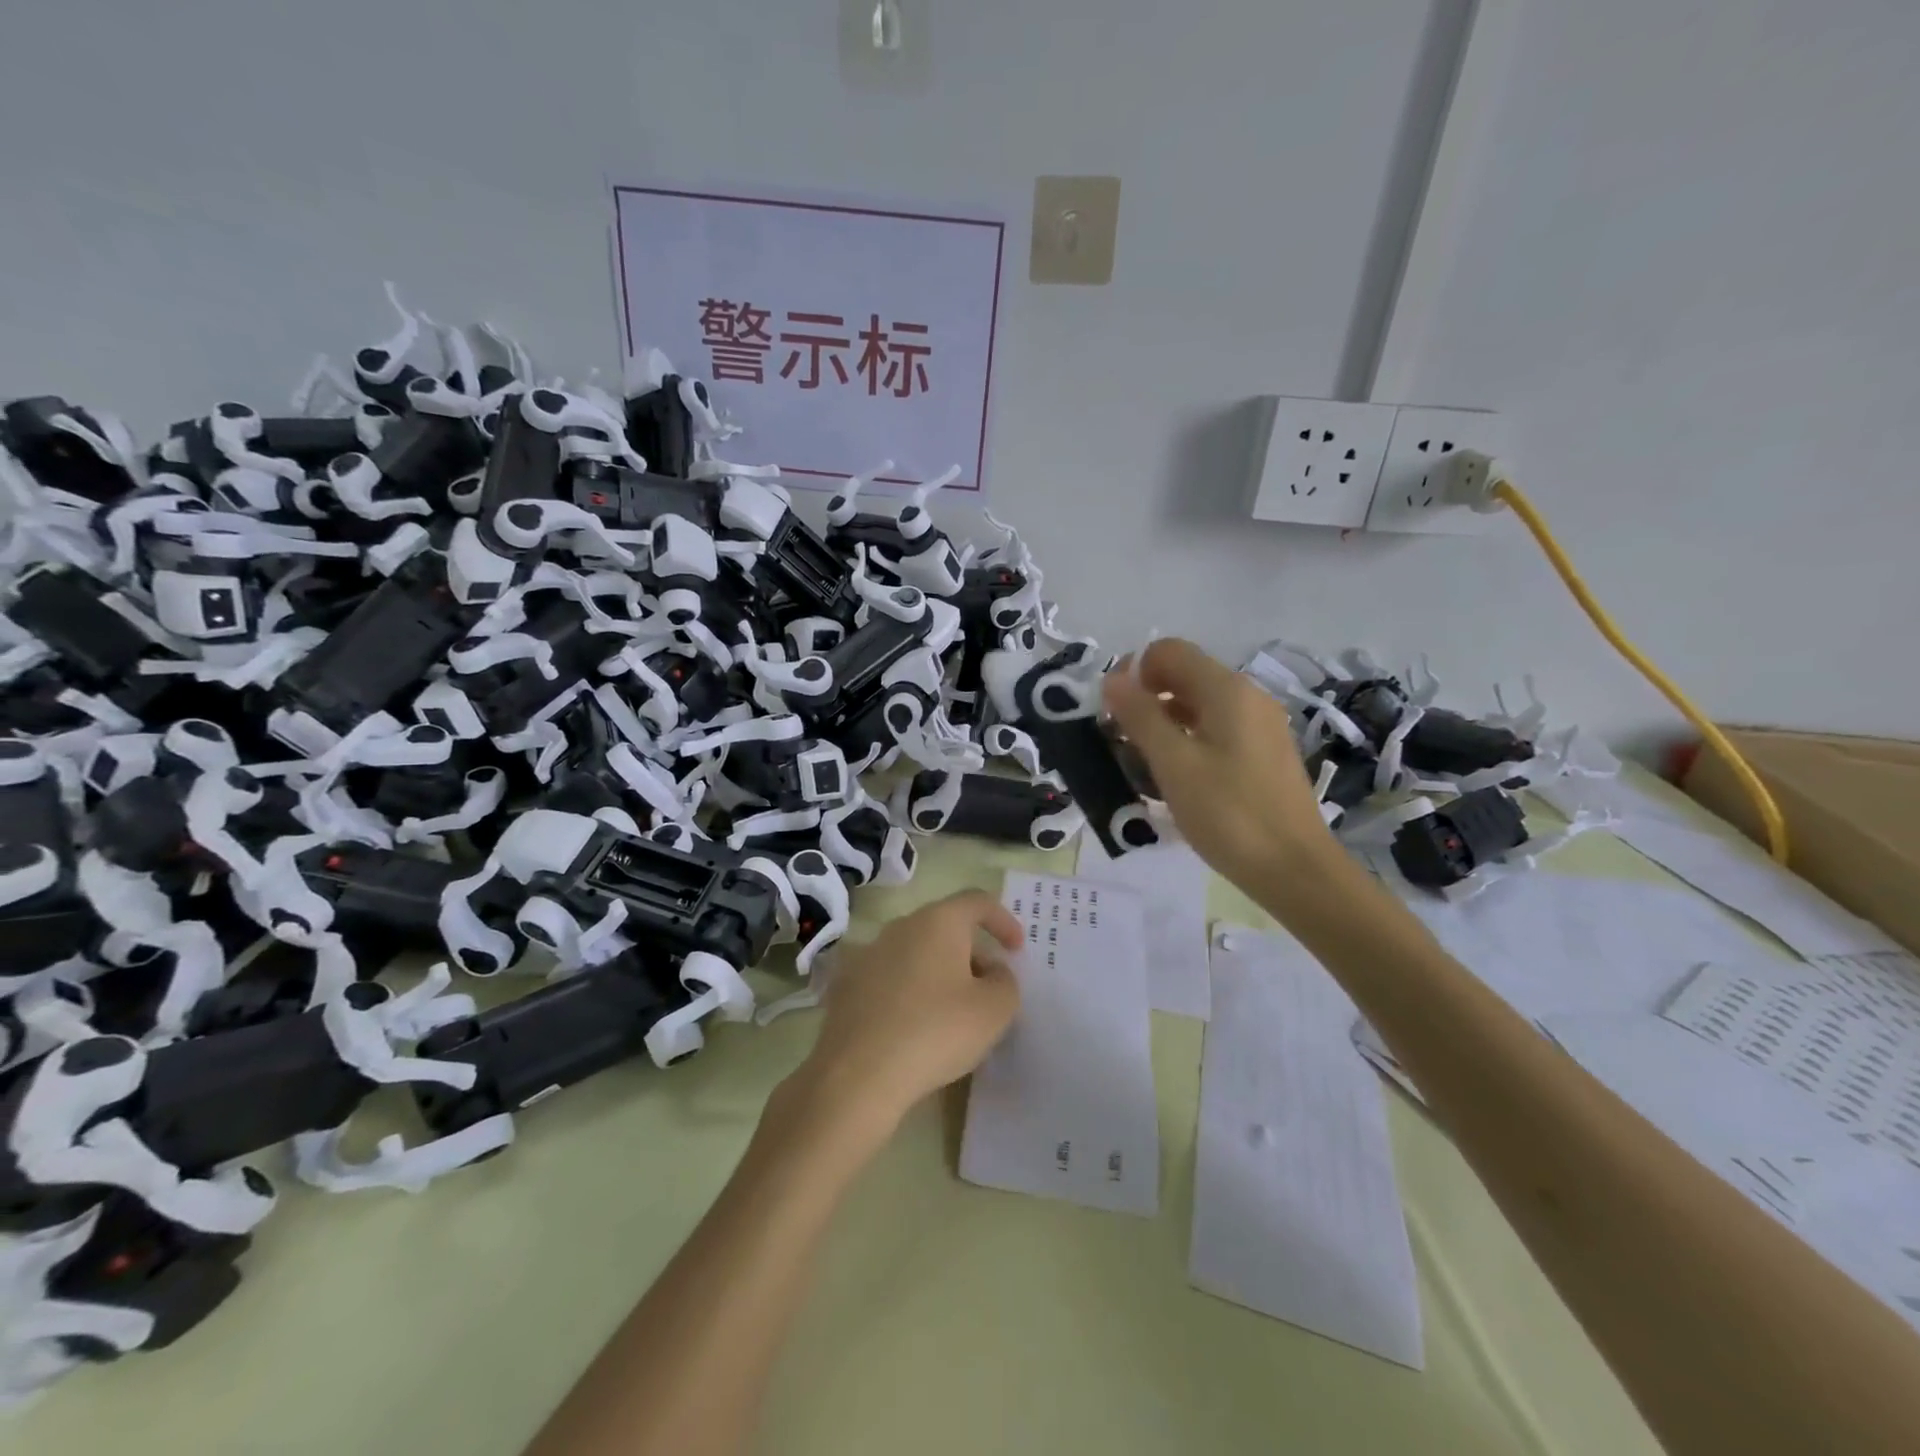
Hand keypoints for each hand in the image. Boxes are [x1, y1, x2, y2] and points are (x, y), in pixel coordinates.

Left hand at [787, 891, 1022, 1138]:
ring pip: (915, 952)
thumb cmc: (936, 1032)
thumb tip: (992, 971)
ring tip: (952, 1011)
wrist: (857, 1075)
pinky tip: (914, 1026)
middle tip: (988, 988)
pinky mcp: (846, 986)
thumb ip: (1005, 982)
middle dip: (971, 952)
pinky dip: (909, 992)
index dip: (1003, 920)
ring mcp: (868, 954)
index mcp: (938, 922)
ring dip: (939, 972)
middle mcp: (900, 927)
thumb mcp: (994, 1011)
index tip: (1017, 950)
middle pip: (944, 927)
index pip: (977, 901)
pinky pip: (889, 978)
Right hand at [1102, 637, 1337, 887]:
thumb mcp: (1173, 764)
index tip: (1114, 714)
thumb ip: (1140, 717)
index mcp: (1227, 690)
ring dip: (1163, 724)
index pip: (1169, 651)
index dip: (1134, 673)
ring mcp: (1259, 725)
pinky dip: (1188, 741)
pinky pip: (1216, 730)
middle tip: (1122, 743)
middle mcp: (1247, 696)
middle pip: (1184, 676)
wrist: (1295, 870)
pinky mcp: (1263, 753)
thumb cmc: (1229, 814)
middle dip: (1146, 700)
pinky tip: (1176, 779)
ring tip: (1142, 766)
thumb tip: (1113, 678)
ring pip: (1198, 705)